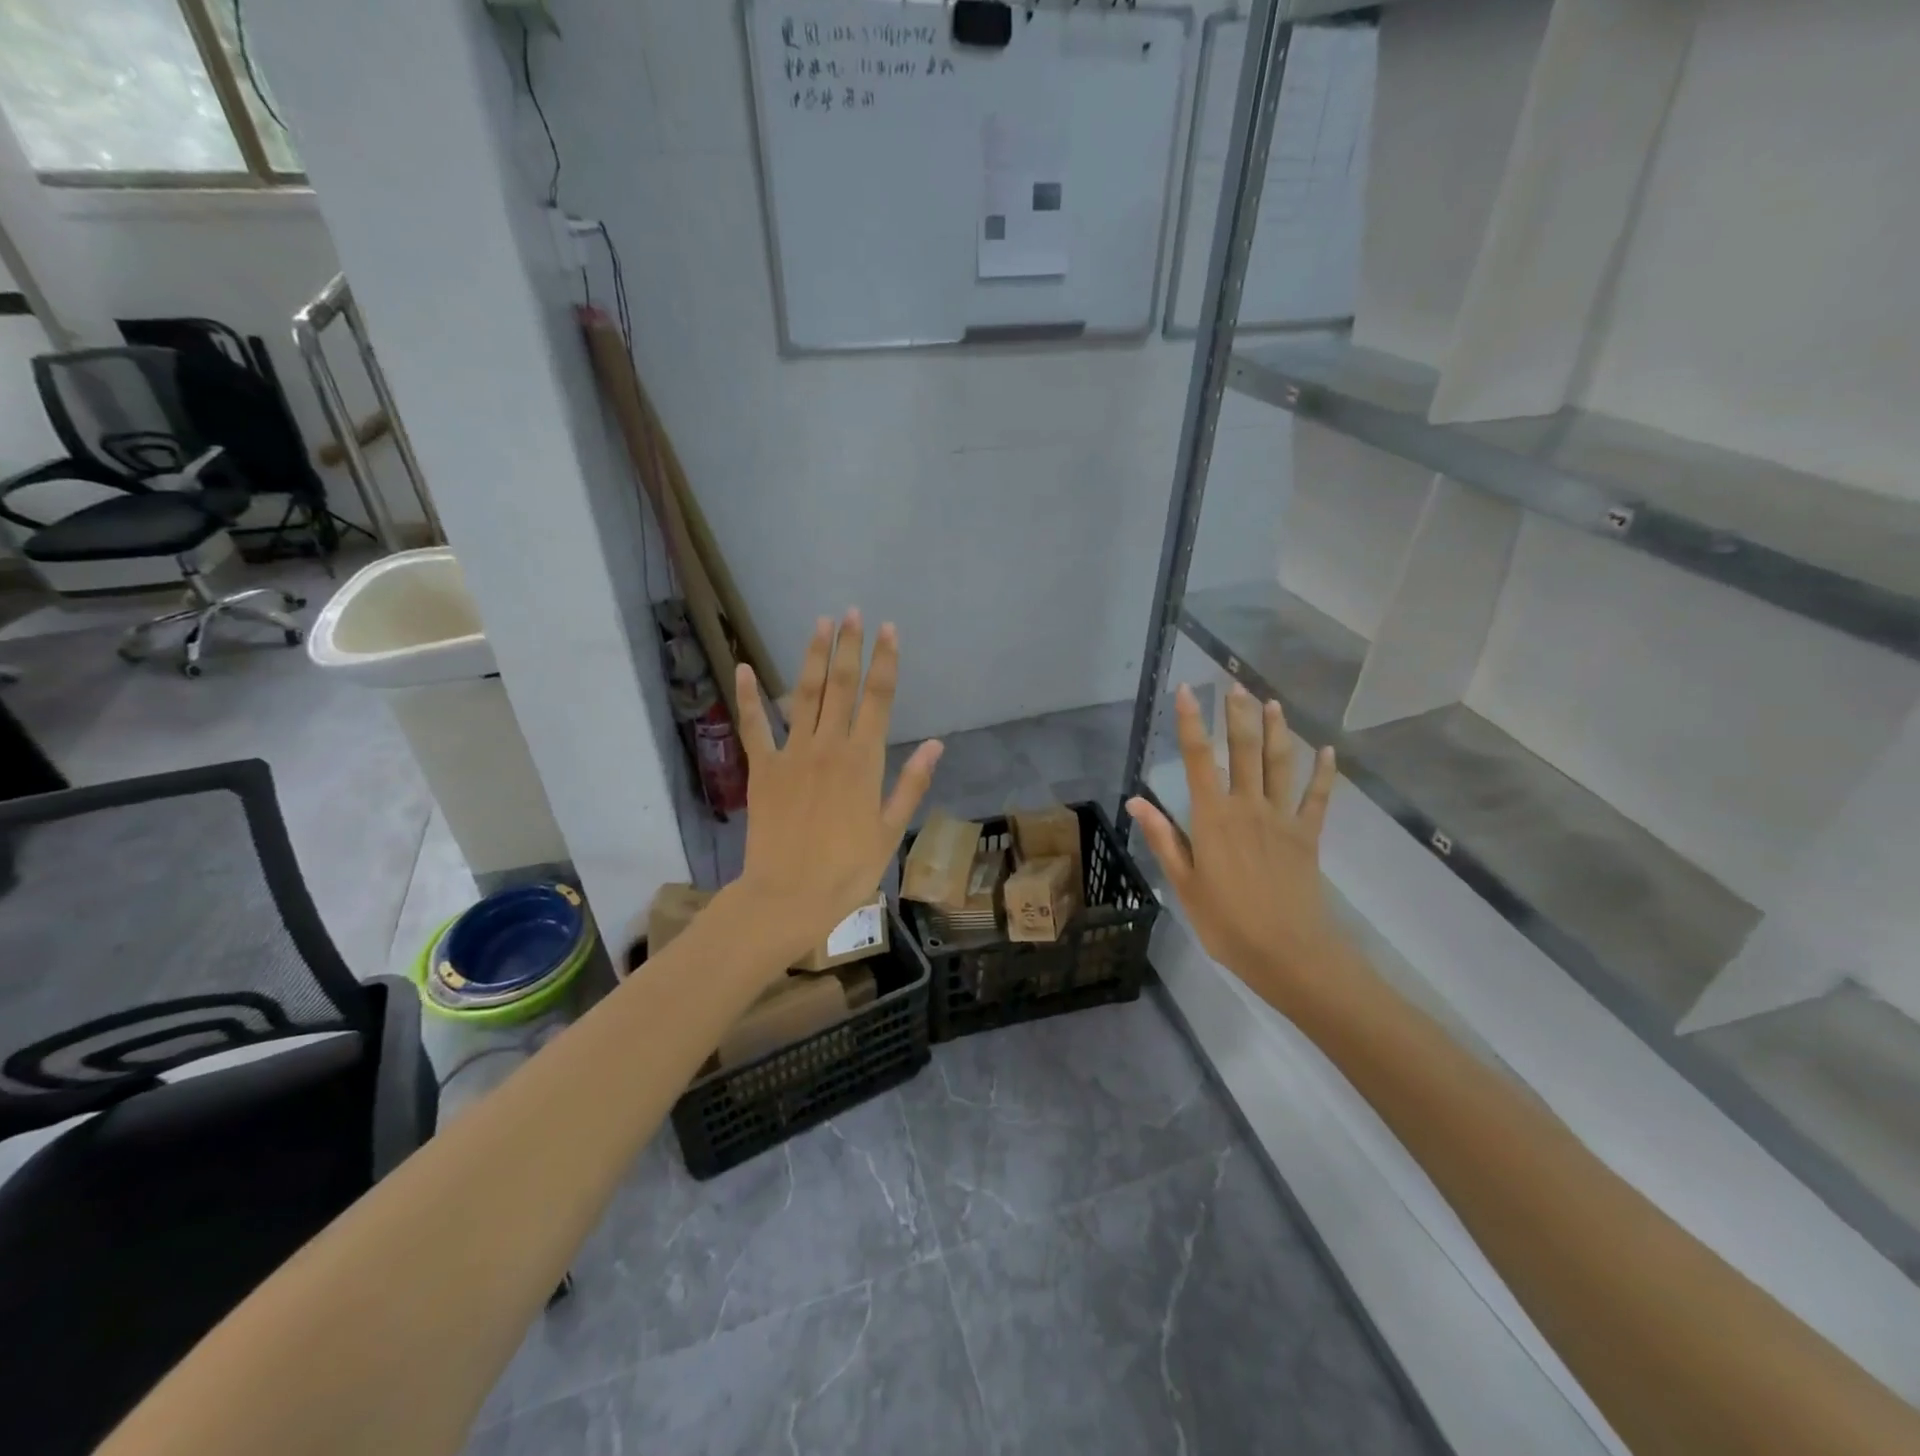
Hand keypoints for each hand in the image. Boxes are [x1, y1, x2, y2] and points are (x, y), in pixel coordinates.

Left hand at [733, 610, 942, 960]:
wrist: (788, 897)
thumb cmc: (847, 871)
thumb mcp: (890, 831)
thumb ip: (911, 783)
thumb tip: (937, 744)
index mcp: (864, 760)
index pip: (879, 699)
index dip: (885, 661)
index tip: (889, 629)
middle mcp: (829, 746)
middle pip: (841, 686)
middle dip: (848, 646)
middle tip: (851, 613)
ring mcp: (791, 754)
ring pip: (803, 695)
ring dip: (811, 657)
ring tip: (819, 623)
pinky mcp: (762, 769)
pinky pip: (754, 726)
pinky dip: (748, 697)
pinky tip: (743, 667)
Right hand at [1126, 683, 1352, 1010]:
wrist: (1288, 953)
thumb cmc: (1226, 923)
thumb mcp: (1184, 883)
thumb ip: (1164, 838)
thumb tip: (1137, 800)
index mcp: (1213, 818)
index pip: (1198, 759)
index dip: (1191, 723)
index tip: (1187, 691)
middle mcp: (1248, 807)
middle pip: (1243, 750)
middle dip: (1237, 714)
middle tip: (1234, 684)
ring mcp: (1283, 819)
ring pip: (1280, 764)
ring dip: (1277, 731)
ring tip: (1272, 702)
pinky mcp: (1309, 835)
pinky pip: (1319, 798)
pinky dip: (1325, 773)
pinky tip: (1329, 751)